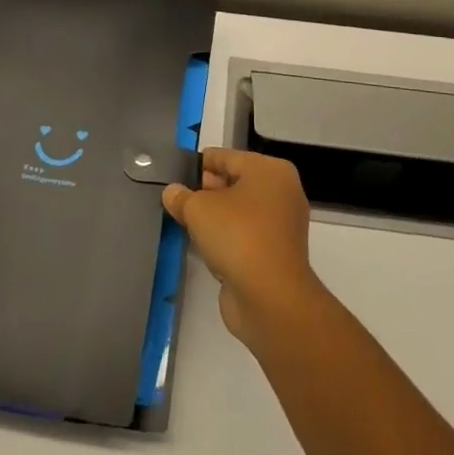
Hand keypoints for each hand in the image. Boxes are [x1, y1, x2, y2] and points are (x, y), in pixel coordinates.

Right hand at [163, 148, 323, 350]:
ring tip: (184, 219)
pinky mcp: (275, 253)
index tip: (176, 171)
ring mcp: (281, 225)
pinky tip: (202, 243)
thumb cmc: (237, 236)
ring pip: (240, 211)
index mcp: (270, 170)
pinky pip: (244, 235)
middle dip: (206, 190)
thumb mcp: (198, 209)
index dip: (200, 163)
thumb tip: (172, 192)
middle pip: (235, 182)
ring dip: (215, 216)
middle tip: (177, 197)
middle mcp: (281, 192)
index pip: (227, 157)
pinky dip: (226, 237)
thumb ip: (182, 197)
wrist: (270, 297)